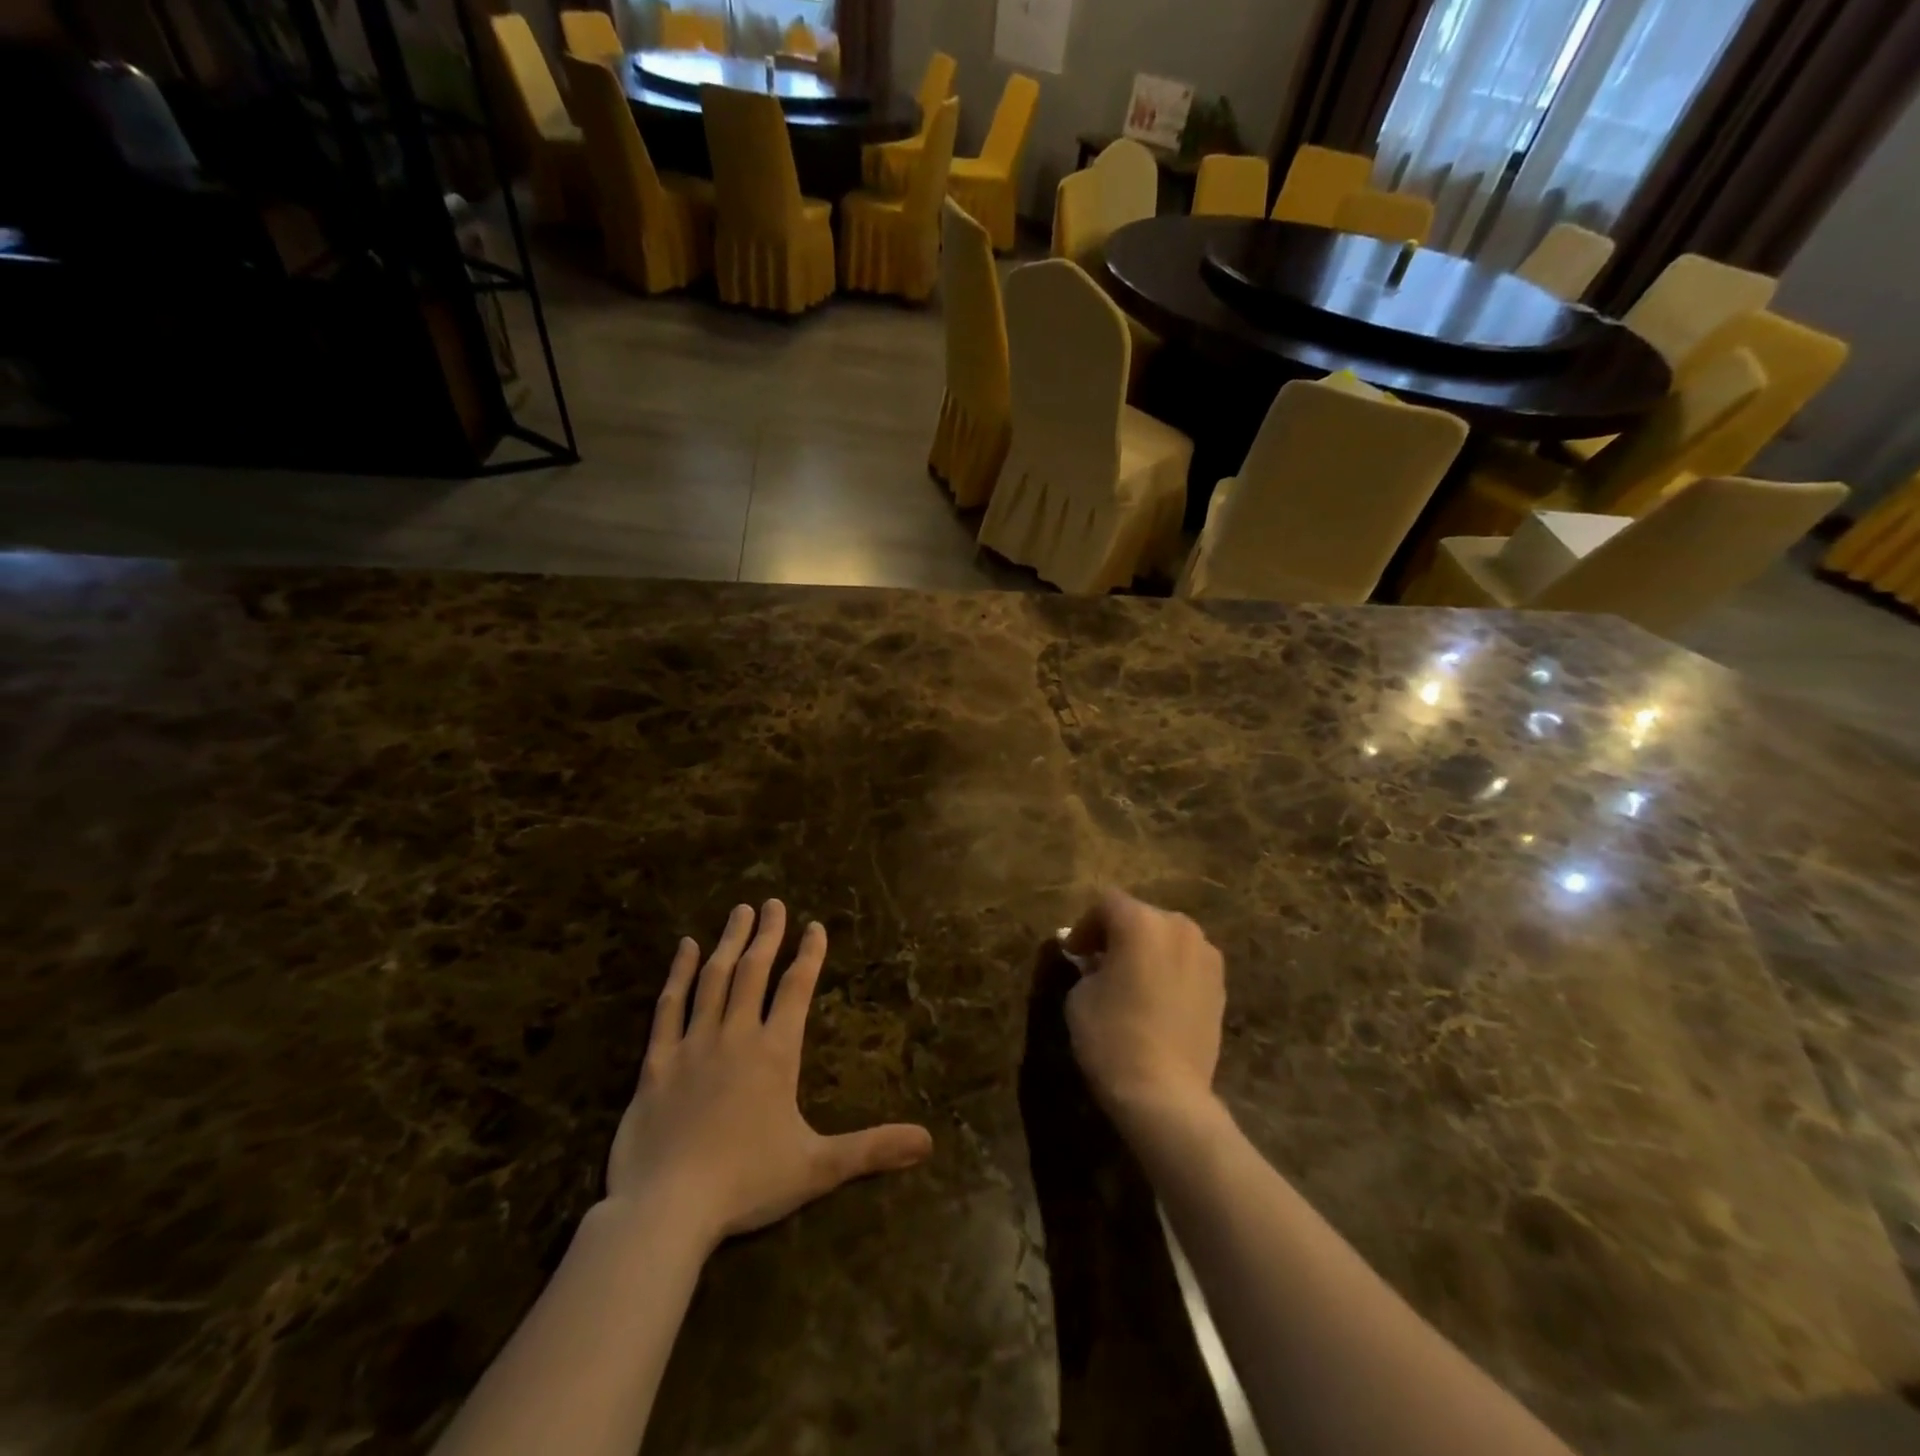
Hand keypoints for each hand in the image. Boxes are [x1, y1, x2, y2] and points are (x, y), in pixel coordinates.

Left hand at [605, 901, 932, 1249]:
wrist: (666, 1209)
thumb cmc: (746, 1184)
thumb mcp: (817, 1168)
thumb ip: (872, 1149)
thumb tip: (928, 1141)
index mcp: (775, 1053)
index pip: (797, 989)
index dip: (809, 954)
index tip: (815, 926)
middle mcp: (736, 1035)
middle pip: (754, 971)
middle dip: (767, 934)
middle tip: (772, 902)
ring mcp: (693, 1045)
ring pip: (714, 980)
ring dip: (729, 943)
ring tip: (738, 912)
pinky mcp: (657, 1062)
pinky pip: (669, 1007)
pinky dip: (678, 974)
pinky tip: (686, 949)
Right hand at [1062, 890, 1225, 1117]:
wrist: (1165, 1093)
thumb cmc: (1112, 1036)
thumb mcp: (1080, 995)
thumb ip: (1087, 967)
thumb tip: (1097, 963)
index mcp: (1141, 922)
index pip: (1107, 904)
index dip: (1086, 926)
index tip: (1074, 954)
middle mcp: (1179, 928)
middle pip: (1141, 916)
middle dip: (1118, 934)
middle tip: (1099, 963)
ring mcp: (1206, 956)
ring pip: (1168, 938)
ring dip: (1147, 950)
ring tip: (1131, 980)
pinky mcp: (1221, 985)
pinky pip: (1187, 963)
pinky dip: (1170, 970)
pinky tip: (1157, 999)